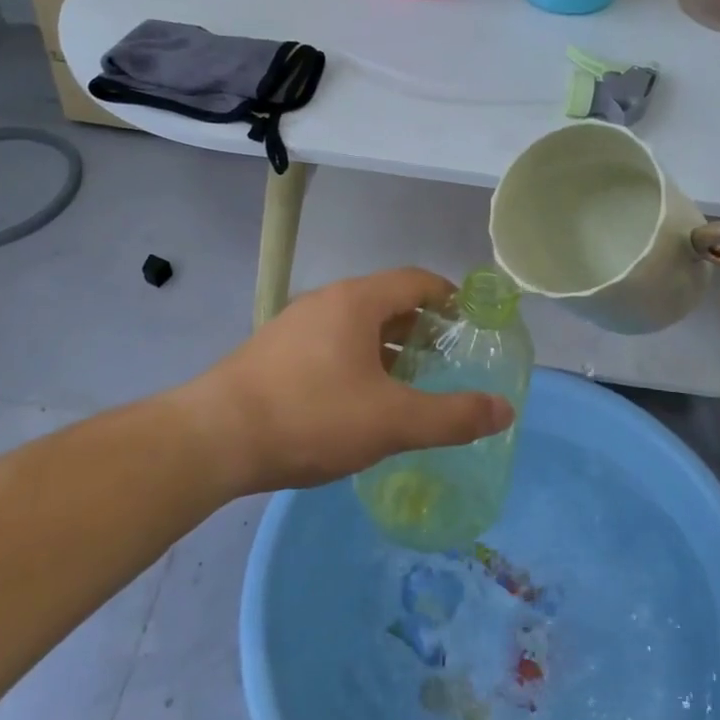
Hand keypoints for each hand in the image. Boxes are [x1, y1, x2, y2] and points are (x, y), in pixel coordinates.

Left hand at [179, 268, 515, 493]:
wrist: (214, 438)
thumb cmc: (311, 417)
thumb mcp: (392, 421)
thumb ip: (452, 416)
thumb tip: (506, 409)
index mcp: (356, 301)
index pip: (415, 280)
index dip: (449, 297)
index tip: (471, 322)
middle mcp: (325, 301)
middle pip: (385, 300)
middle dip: (420, 326)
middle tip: (446, 359)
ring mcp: (294, 325)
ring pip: (355, 324)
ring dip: (387, 346)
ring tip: (408, 382)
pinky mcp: (273, 352)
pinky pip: (329, 343)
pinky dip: (356, 360)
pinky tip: (358, 399)